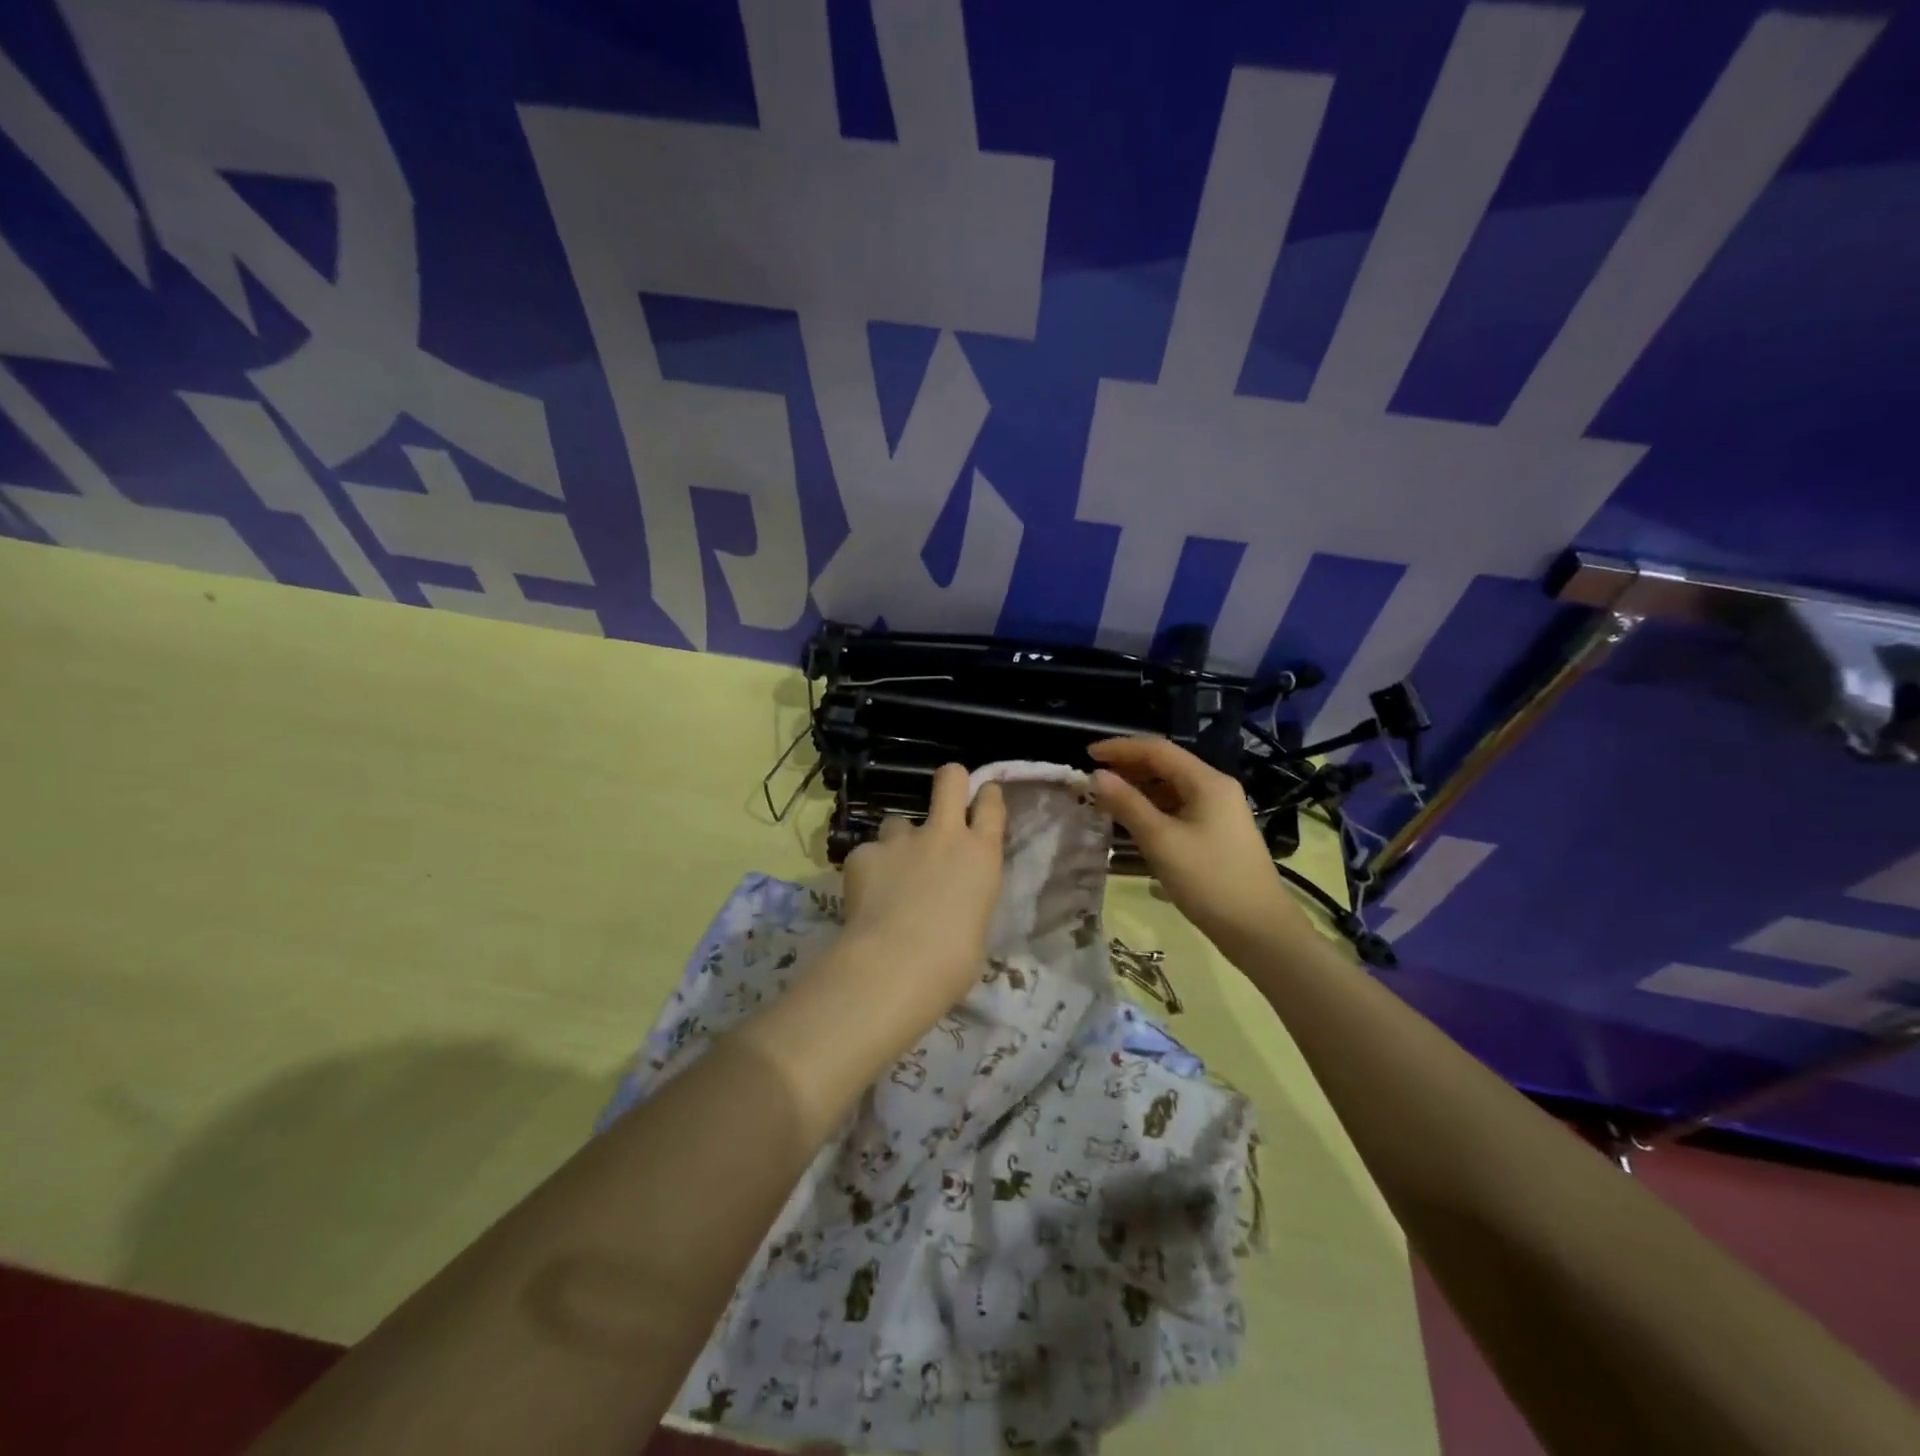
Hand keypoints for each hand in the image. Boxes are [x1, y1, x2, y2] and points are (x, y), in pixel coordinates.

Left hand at [839, 764, 1006, 1010]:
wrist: (896, 965)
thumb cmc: (953, 962)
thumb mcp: (977, 924)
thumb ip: (967, 896)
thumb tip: (953, 900)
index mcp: (981, 855)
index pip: (991, 804)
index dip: (986, 795)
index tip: (982, 797)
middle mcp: (943, 835)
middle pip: (949, 779)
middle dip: (949, 780)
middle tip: (944, 795)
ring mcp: (900, 840)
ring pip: (897, 821)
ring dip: (897, 841)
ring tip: (891, 873)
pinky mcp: (863, 853)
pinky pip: (867, 854)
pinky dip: (867, 871)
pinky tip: (864, 898)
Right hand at [1089, 736, 1305, 949]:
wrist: (1259, 930)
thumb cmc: (1209, 880)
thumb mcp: (1161, 841)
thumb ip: (1127, 804)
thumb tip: (1097, 776)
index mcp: (1207, 782)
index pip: (1157, 750)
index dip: (1119, 748)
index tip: (1087, 755)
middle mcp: (1215, 788)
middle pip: (1165, 766)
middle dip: (1128, 768)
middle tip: (1092, 780)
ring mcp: (1218, 811)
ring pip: (1171, 788)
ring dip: (1138, 789)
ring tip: (1106, 800)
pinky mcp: (1216, 833)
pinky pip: (1178, 809)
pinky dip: (1152, 809)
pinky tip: (1132, 823)